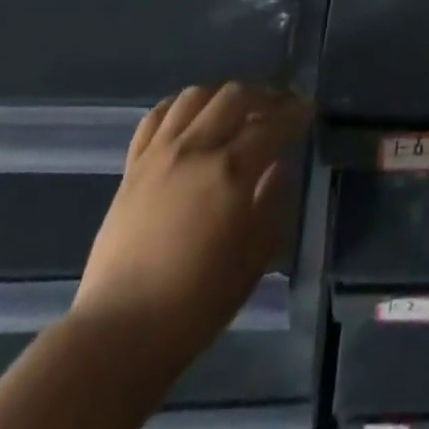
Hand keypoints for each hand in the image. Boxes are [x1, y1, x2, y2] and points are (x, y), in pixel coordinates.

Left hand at [73, 84, 308, 347]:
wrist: (119, 333)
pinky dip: (179, 107)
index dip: (295, 114)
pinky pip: (156, 117)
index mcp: (231, 171)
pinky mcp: (132, 167)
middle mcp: (196, 149)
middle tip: (278, 107)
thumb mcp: (253, 259)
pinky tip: (190, 117)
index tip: (308, 110)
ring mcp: (160, 154)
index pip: (272, 124)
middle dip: (264, 95)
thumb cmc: (196, 303)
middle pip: (235, 96)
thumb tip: (279, 167)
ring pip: (195, 96)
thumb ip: (272, 204)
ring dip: (222, 95)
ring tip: (236, 109)